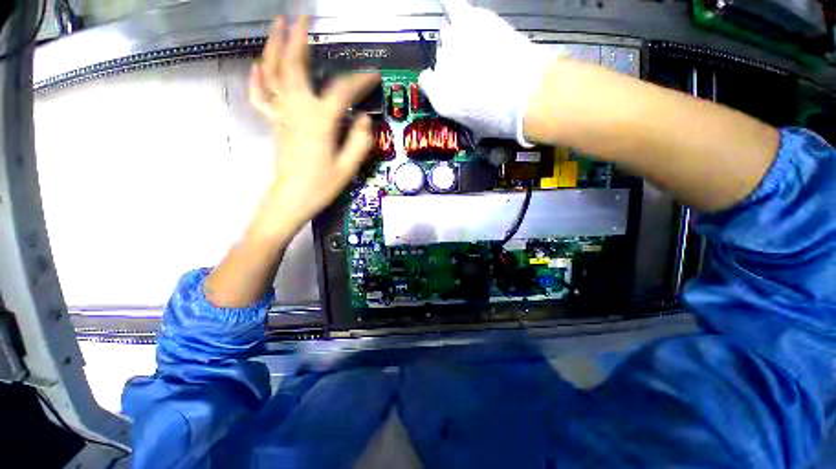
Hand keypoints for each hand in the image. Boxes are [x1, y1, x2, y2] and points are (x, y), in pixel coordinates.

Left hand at [250, 16, 379, 232]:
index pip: (342, 91)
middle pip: (294, 67)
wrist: (291, 199)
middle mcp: (298, 110)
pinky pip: (262, 96)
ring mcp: (282, 115)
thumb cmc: (321, 185)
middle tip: (302, 18)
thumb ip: (359, 141)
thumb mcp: (348, 167)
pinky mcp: (274, 123)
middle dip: (298, 39)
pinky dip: (258, 78)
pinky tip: (259, 65)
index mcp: (320, 121)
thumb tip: (364, 119)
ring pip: (273, 74)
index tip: (373, 75)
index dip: (360, 80)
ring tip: (278, 26)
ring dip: (274, 47)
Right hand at [418, 0, 556, 144]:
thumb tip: (467, 113)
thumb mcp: (477, 128)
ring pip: (449, 34)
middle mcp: (441, 68)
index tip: (448, 81)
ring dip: (460, 38)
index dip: (437, 80)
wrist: (526, 95)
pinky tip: (449, 5)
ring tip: (477, 45)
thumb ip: (464, 115)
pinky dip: (452, 5)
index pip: (427, 80)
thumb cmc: (501, 119)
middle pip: (441, 56)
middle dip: (454, 60)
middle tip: (472, 66)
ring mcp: (454, 42)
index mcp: (440, 97)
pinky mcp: (471, 20)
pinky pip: (454, 6)